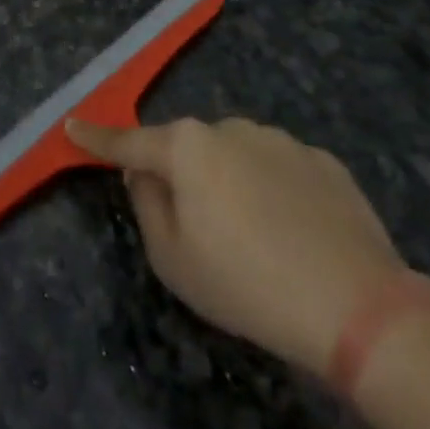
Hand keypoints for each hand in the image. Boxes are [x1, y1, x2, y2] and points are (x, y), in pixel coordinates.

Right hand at [66, 117, 403, 376]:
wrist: (356, 305)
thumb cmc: (246, 283)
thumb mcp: (173, 259)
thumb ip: (146, 204)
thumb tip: (143, 172)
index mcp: (187, 147)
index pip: (129, 141)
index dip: (97, 137)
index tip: (73, 123)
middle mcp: (229, 127)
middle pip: (189, 149)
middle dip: (184, 176)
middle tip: (202, 231)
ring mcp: (279, 139)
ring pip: (237, 156)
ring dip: (233, 183)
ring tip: (260, 240)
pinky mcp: (321, 159)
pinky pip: (281, 169)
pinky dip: (276, 192)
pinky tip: (297, 234)